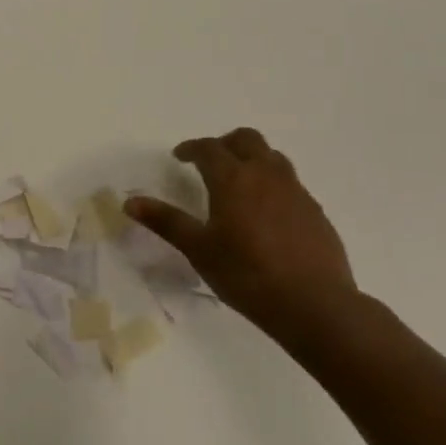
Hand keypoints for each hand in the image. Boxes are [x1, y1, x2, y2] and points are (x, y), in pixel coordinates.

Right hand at [125, 128, 358, 334]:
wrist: (314, 304)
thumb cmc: (247, 275)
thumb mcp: (198, 249)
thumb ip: (165, 221)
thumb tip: (130, 201)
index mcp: (233, 179)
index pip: (209, 148)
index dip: (191, 148)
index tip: (179, 157)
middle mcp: (266, 175)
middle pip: (246, 139)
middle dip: (224, 144)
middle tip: (209, 162)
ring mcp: (296, 191)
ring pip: (272, 157)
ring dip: (252, 159)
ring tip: (238, 182)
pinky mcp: (315, 211)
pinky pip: (290, 183)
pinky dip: (272, 184)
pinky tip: (266, 213)